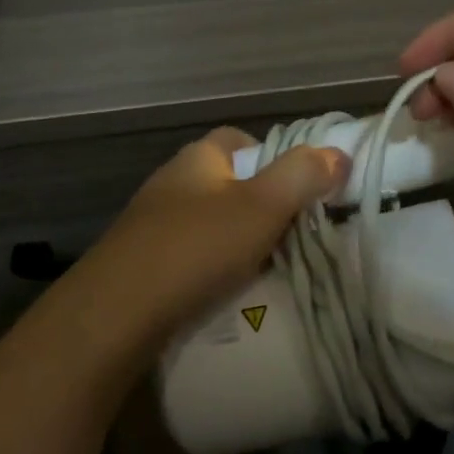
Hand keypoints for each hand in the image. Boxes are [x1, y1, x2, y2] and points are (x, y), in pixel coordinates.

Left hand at [68, 128, 348, 355]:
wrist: (115, 313)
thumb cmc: (195, 247)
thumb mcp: (260, 207)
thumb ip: (301, 176)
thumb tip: (338, 153)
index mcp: (197, 159)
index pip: (239, 140)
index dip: (275, 157)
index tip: (301, 190)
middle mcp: (172, 182)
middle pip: (228, 184)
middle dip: (261, 207)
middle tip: (295, 237)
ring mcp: (153, 223)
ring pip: (210, 224)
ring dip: (238, 242)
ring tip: (269, 272)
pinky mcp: (142, 263)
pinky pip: (190, 257)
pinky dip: (213, 270)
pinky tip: (228, 295)